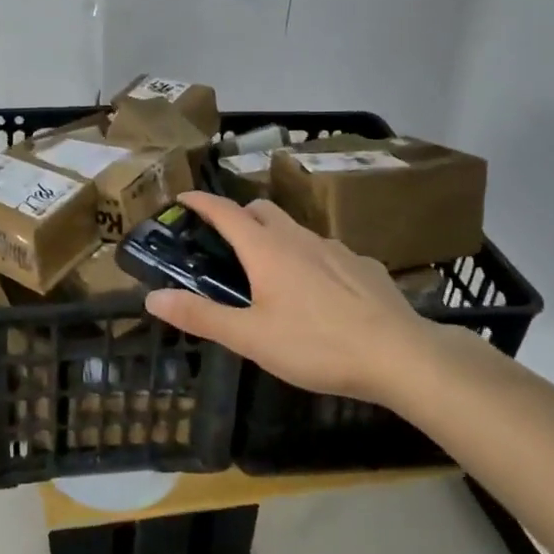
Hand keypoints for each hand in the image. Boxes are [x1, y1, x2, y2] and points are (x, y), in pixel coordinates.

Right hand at [143, 191, 437, 406]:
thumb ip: (201, 316)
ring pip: (297, 230)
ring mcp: (336, 248)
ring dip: (276, 238)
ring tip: (271, 271)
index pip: (224, 211)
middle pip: (262, 211)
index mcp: (266, 249)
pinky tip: (319, 292)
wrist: (400, 355)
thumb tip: (152, 298)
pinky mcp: (364, 266)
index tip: (182, 197)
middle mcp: (299, 238)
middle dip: (239, 216)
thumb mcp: (250, 338)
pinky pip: (327, 252)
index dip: (200, 201)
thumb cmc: (316, 344)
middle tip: (225, 241)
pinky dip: (311, 260)